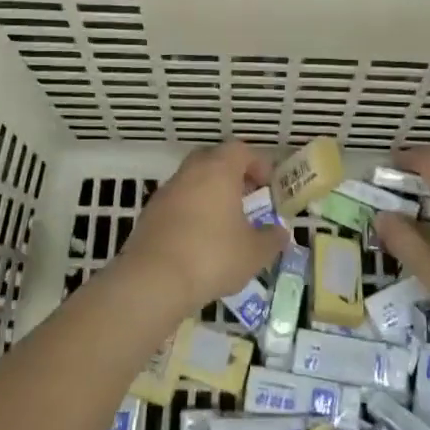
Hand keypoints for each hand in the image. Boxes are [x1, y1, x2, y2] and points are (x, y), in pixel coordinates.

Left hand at [121, 141, 289, 311]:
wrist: (154, 280)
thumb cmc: (212, 256)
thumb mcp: (254, 253)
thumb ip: (271, 239)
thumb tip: (280, 232)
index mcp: (218, 171)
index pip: (240, 150)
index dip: (257, 163)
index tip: (268, 185)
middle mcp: (190, 173)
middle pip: (212, 159)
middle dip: (231, 174)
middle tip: (246, 197)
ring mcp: (165, 192)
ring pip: (192, 181)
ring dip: (209, 193)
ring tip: (224, 222)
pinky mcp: (149, 214)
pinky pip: (176, 202)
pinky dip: (190, 211)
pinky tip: (199, 239)